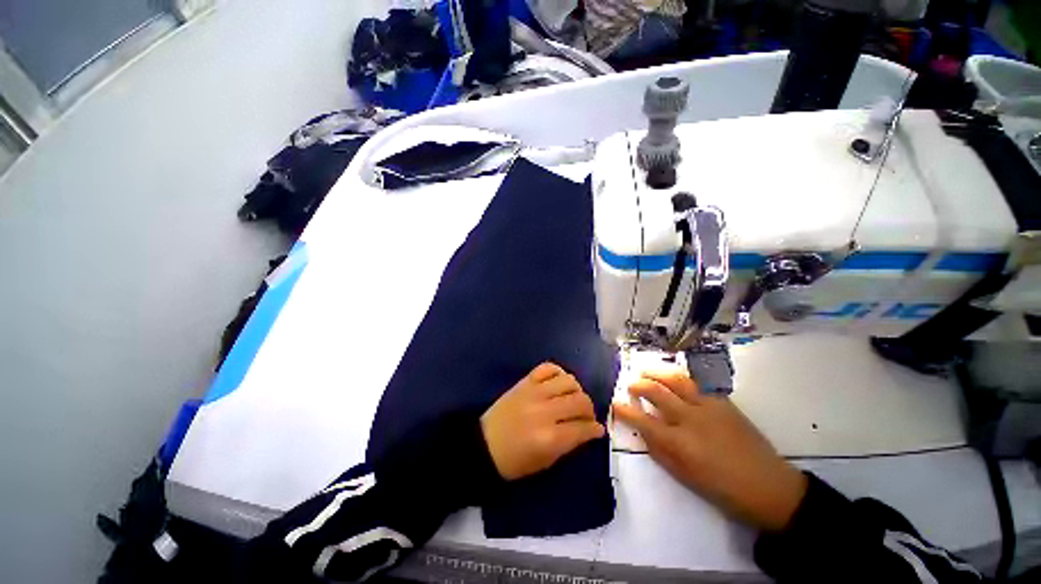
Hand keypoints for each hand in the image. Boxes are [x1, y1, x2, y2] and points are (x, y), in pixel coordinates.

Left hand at [482, 363, 605, 480]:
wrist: (484, 444)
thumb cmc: (514, 461)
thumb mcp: (546, 462)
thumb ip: (570, 444)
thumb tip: (591, 430)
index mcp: (550, 437)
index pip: (583, 427)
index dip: (595, 429)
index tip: (597, 429)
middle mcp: (545, 411)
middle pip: (580, 401)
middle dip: (589, 409)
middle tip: (586, 416)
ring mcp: (534, 392)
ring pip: (568, 381)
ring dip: (577, 390)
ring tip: (573, 399)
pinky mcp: (525, 382)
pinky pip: (548, 368)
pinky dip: (558, 372)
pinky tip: (559, 382)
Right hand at [612, 370, 806, 531]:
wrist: (769, 487)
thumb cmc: (723, 490)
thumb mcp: (684, 477)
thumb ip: (659, 451)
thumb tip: (643, 431)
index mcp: (679, 442)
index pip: (642, 420)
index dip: (624, 410)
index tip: (615, 404)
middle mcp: (690, 419)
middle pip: (656, 391)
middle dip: (638, 385)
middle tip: (631, 385)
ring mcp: (708, 407)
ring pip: (676, 380)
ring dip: (657, 373)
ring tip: (646, 372)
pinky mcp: (723, 402)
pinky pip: (697, 385)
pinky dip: (680, 380)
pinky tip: (675, 382)